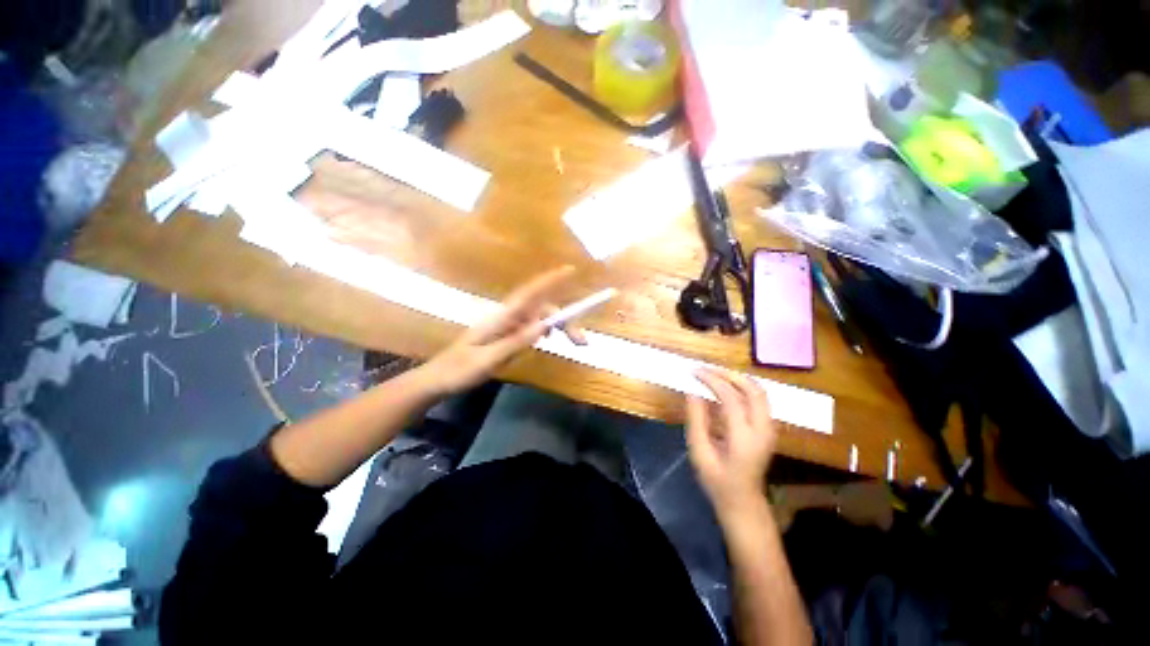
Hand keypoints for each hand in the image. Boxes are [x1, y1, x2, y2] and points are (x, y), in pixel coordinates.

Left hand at [422, 266, 586, 394]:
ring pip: (539, 318)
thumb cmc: (459, 370)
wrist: (438, 379)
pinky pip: (531, 328)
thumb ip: (516, 342)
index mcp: (501, 318)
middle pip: (541, 309)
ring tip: (574, 342)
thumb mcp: (488, 360)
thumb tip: (545, 325)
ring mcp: (506, 326)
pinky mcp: (506, 335)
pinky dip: (545, 331)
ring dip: (559, 326)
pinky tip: (549, 341)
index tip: (570, 270)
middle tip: (582, 342)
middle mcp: (506, 317)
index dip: (550, 280)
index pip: (529, 294)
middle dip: (565, 319)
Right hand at [686, 368, 776, 514]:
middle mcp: (762, 430)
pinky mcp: (769, 429)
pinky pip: (759, 399)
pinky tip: (727, 386)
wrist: (743, 501)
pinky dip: (743, 387)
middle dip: (729, 374)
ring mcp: (770, 429)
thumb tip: (692, 391)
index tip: (695, 372)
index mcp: (744, 438)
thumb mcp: (699, 452)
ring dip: (738, 379)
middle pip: (753, 390)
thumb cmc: (716, 480)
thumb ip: (696, 420)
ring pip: (760, 392)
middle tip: (707, 369)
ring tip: (715, 374)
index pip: (731, 398)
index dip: (712, 381)